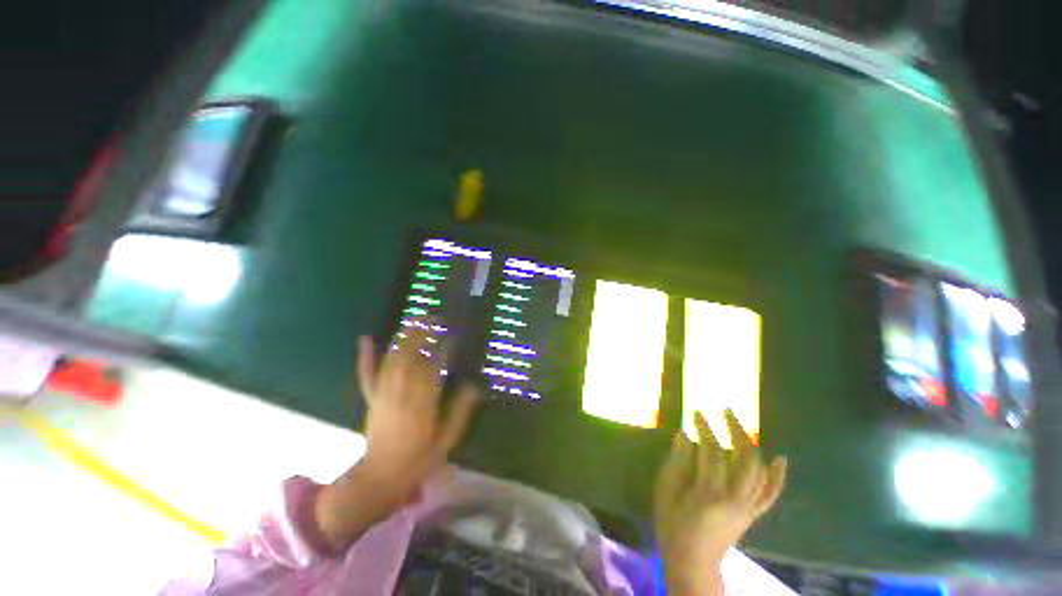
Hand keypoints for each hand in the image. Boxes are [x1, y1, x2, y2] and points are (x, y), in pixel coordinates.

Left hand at [314, 325, 478, 549]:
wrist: (381, 477)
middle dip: (422, 334)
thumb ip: (461, 411)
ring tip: (415, 319)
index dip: (442, 349)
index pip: (433, 368)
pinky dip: (365, 356)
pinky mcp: (371, 397)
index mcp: (422, 405)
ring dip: (403, 337)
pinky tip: (366, 338)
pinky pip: (366, 374)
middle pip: (410, 357)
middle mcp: (401, 394)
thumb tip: (475, 385)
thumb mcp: (447, 439)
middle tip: (435, 318)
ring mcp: (382, 394)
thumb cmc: (419, 458)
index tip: (452, 334)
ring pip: (392, 359)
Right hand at [653, 410, 786, 595]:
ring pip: (759, 471)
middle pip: (744, 458)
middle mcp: (735, 499)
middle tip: (726, 412)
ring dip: (752, 445)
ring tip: (741, 426)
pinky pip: (770, 494)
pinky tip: (780, 460)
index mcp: (708, 494)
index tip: (698, 412)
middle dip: (736, 430)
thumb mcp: (666, 493)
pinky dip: (777, 477)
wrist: (693, 563)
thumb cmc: (673, 526)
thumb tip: (683, 435)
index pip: (712, 452)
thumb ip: (676, 463)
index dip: (706, 429)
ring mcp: (747, 508)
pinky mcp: (752, 515)